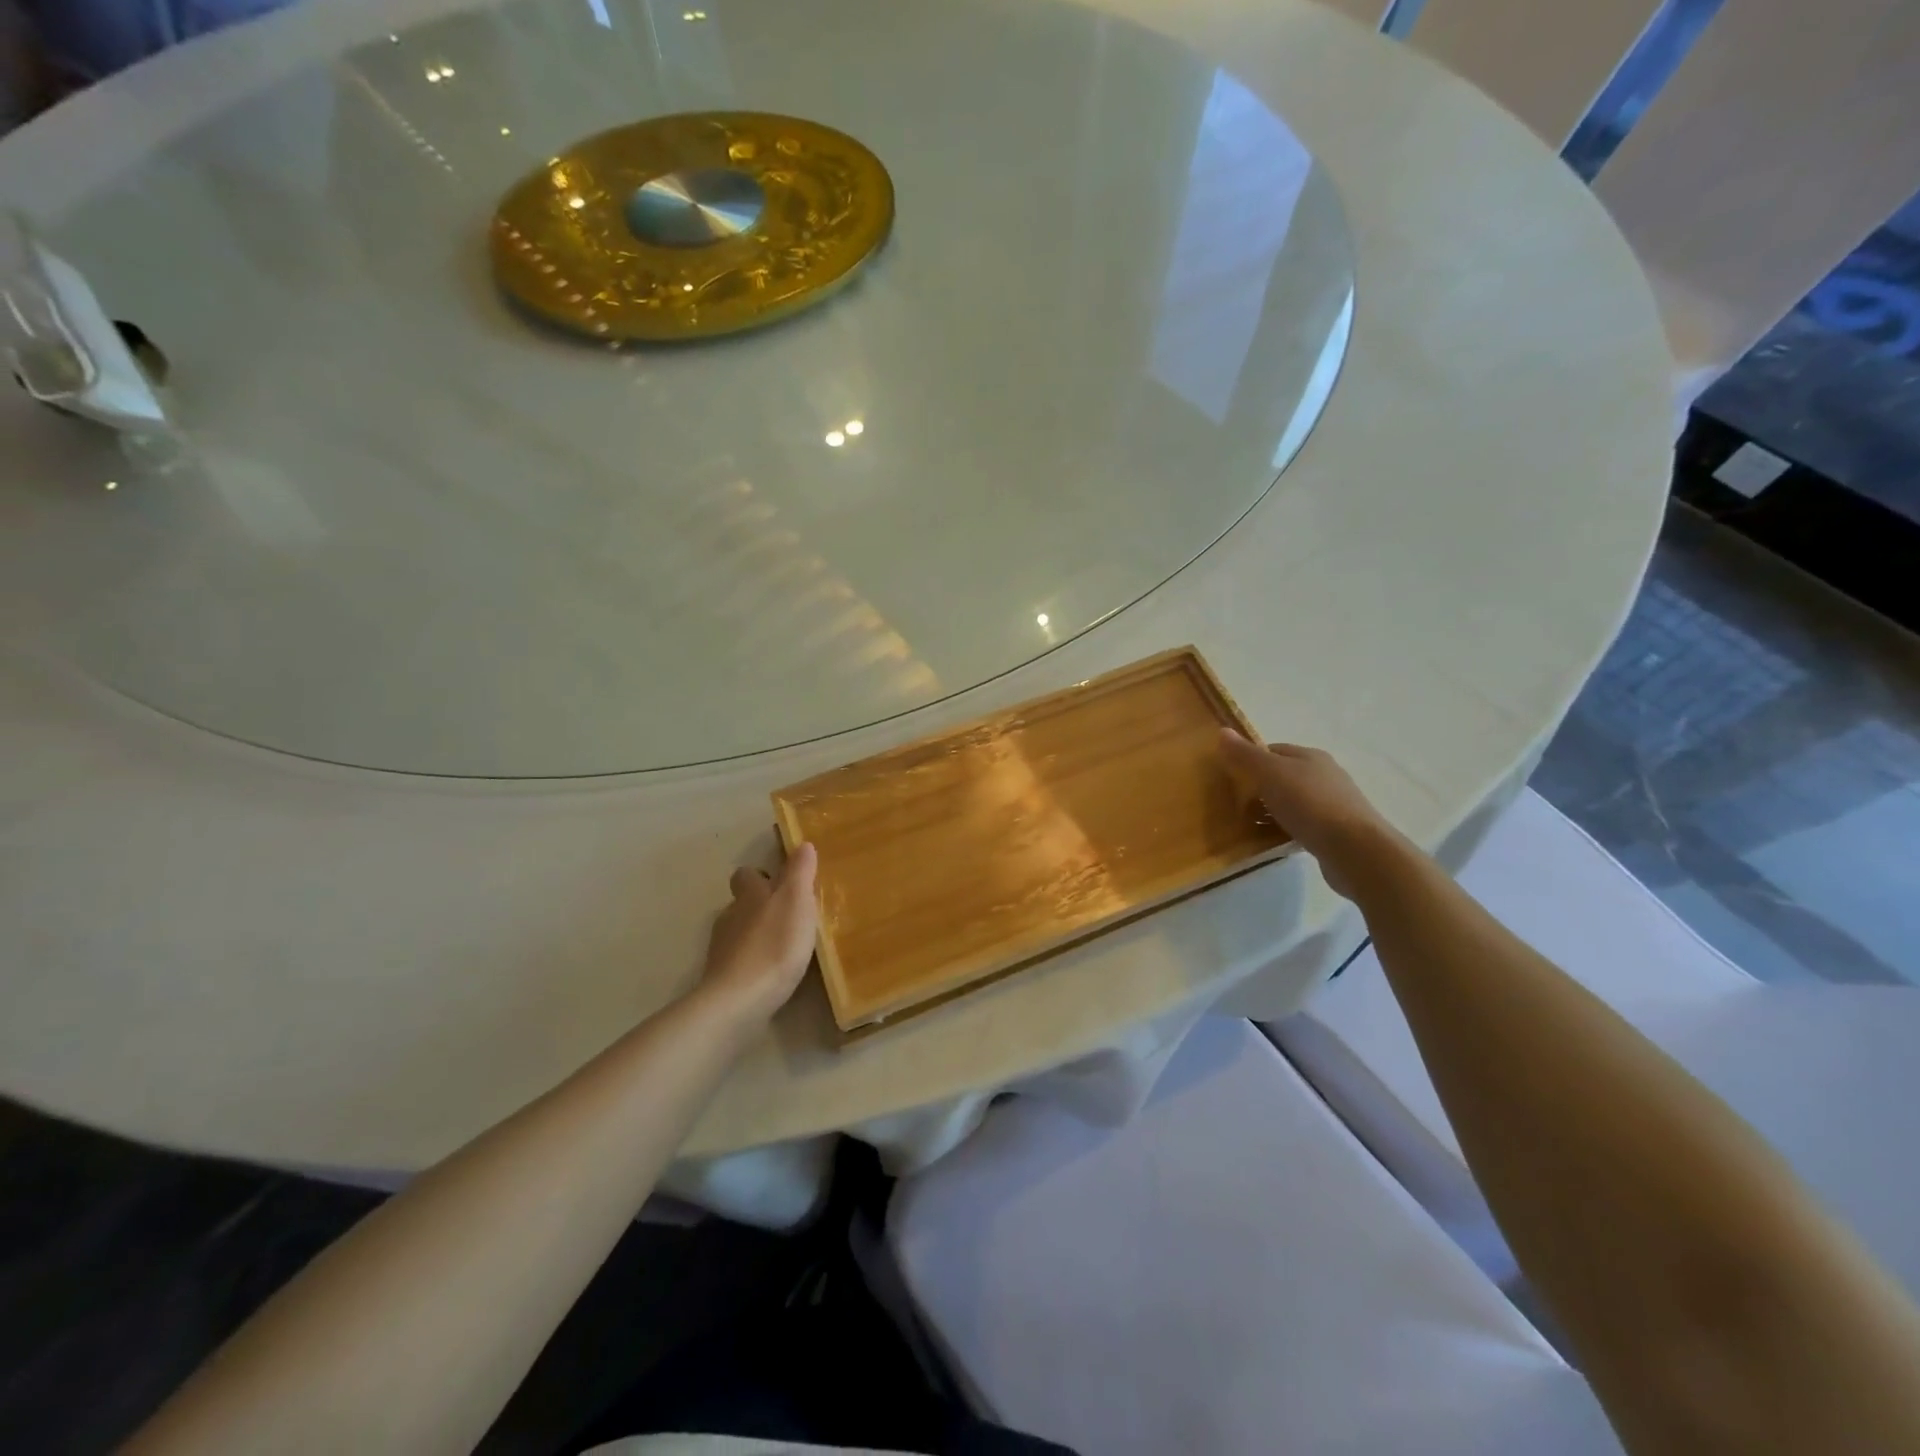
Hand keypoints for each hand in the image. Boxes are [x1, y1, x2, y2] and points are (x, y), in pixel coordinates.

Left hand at [700, 842, 819, 1023]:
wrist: (739, 1000)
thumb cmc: (774, 944)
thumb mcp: (796, 901)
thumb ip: (800, 872)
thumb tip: (803, 845)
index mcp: (749, 895)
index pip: (746, 874)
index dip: (759, 876)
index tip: (779, 882)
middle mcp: (731, 916)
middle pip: (741, 903)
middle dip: (759, 906)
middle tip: (787, 915)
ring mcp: (722, 948)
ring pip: (739, 931)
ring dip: (757, 934)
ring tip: (783, 946)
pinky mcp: (722, 977)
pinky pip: (739, 960)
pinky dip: (752, 961)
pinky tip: (770, 972)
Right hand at [1219, 730, 1404, 899]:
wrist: (1355, 850)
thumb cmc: (1310, 804)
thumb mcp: (1270, 774)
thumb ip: (1245, 755)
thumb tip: (1222, 731)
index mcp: (1310, 756)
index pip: (1273, 750)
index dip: (1250, 760)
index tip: (1230, 778)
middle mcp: (1325, 776)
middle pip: (1283, 776)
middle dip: (1259, 788)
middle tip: (1236, 804)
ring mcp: (1333, 804)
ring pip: (1293, 802)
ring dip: (1272, 811)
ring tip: (1249, 826)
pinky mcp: (1336, 832)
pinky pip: (1303, 825)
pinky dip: (1286, 830)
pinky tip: (1274, 841)